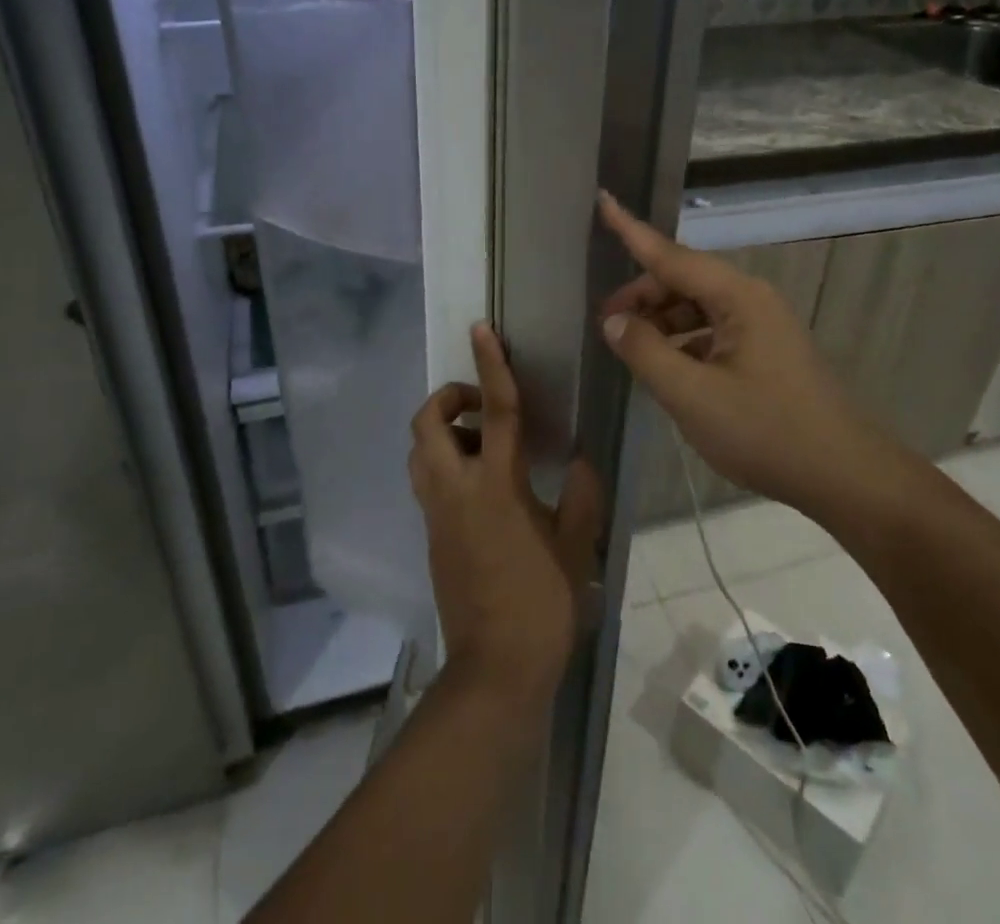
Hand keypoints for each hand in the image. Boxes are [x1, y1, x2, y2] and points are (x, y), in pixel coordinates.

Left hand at [409, 324, 603, 706]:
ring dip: (441, 431)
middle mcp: (456, 490)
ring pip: (419, 451)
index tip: (482, 329)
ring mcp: (436, 513)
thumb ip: (580, 495)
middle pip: (428, 423)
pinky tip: (481, 485)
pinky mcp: (430, 535)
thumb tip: (579, 460)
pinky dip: (444, 463)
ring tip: (482, 444)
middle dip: (447, 398)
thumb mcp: (576, 546)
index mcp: (496, 485)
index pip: (493, 411)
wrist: (496, 669)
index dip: (490, 365)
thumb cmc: (542, 603)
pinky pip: (426, 480)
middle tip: (480, 406)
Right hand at [596, 192, 881, 510]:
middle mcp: (751, 300)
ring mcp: (763, 327)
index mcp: (738, 297)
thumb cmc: (766, 432)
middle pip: (684, 281)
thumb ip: (645, 353)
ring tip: (630, 349)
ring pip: (698, 308)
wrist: (845, 477)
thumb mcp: (692, 395)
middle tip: (605, 325)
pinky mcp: (767, 353)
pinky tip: (667, 369)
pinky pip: (713, 332)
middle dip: (642, 296)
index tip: (604, 199)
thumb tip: (614, 321)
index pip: (670, 254)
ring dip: (661, 322)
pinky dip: (683, 342)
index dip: (631, 229)